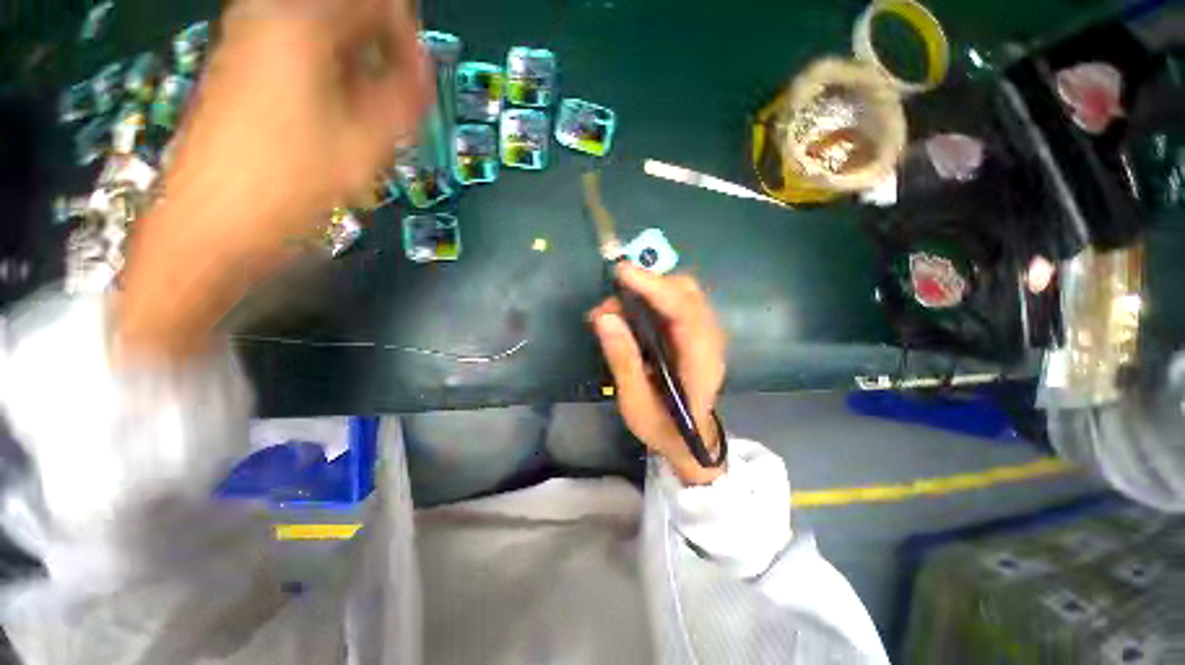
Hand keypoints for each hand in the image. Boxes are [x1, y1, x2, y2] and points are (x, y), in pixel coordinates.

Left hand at [119, 0, 431, 358]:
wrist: (213, 225)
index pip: (377, 4)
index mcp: (301, 23)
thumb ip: (404, 99)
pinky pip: (303, 54)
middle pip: (349, 14)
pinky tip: (339, 120)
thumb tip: (423, 72)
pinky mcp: (242, 70)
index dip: (408, 37)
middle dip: (384, 54)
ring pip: (327, 36)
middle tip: (401, 102)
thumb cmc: (289, 184)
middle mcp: (269, 17)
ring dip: (360, 70)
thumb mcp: (367, 143)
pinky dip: (333, 79)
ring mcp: (249, 42)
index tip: (421, 78)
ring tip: (372, 119)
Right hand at [589, 264, 726, 484]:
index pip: (684, 310)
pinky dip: (650, 300)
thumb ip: (622, 359)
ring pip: (681, 293)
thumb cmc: (664, 427)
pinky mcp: (695, 333)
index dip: (654, 287)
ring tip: (613, 311)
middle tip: (611, 302)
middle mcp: (709, 339)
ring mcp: (705, 334)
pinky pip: (675, 303)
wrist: (690, 440)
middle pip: (686, 292)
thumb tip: (604, 317)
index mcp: (700, 360)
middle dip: (647, 285)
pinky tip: (628, 315)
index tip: (622, 273)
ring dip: (646, 292)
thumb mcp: (635, 402)